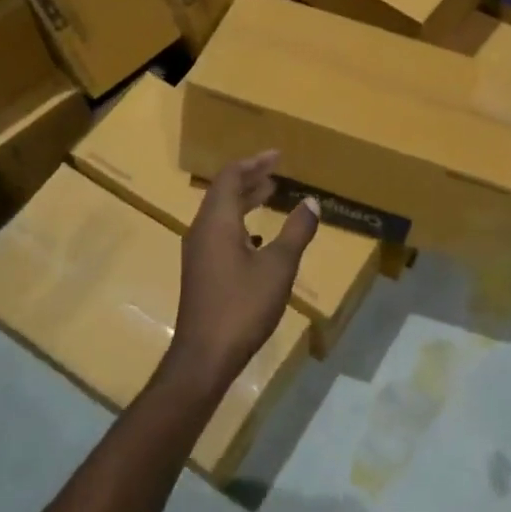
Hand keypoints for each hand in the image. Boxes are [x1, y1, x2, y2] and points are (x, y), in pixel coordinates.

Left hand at [166, 151, 319, 394]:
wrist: (205, 355)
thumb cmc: (242, 306)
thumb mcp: (279, 267)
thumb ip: (296, 231)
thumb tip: (311, 201)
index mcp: (217, 221)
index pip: (231, 177)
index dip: (254, 163)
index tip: (278, 156)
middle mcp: (202, 230)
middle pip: (223, 192)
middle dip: (249, 178)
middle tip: (276, 172)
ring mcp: (198, 252)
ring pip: (220, 213)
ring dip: (244, 200)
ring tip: (269, 195)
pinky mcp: (201, 270)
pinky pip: (219, 231)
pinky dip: (239, 221)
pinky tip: (258, 237)